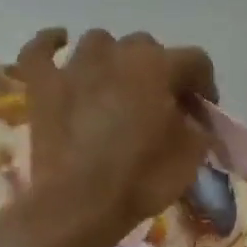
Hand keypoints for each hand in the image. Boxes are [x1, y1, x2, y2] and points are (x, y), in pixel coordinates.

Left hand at [13, 27, 219, 239]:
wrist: (81, 204)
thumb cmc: (143, 178)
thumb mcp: (192, 156)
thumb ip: (197, 127)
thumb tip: (192, 121)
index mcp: (159, 67)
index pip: (196, 61)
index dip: (205, 85)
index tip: (204, 114)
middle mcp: (118, 54)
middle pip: (148, 46)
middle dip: (160, 71)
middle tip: (163, 105)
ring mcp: (75, 66)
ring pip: (100, 42)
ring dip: (114, 59)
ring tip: (118, 86)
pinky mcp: (42, 85)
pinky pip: (41, 50)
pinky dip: (51, 44)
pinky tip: (59, 44)